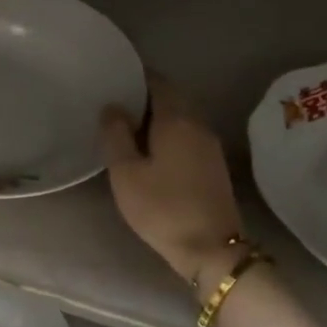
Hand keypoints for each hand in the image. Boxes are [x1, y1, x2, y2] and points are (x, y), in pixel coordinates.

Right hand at [101, 75, 244, 288]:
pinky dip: (167, 134)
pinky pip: (187, 136)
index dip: (136, 77)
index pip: (158, 82)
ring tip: (126, 128)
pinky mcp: (213, 166)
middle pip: (171, 98)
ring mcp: (210, 146)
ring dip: (156, 118)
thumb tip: (113, 106)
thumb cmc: (162, 208)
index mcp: (176, 120)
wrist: (211, 249)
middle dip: (144, 97)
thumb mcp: (126, 173)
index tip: (113, 79)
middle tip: (114, 105)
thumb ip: (116, 135)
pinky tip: (150, 151)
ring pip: (180, 118)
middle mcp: (198, 125)